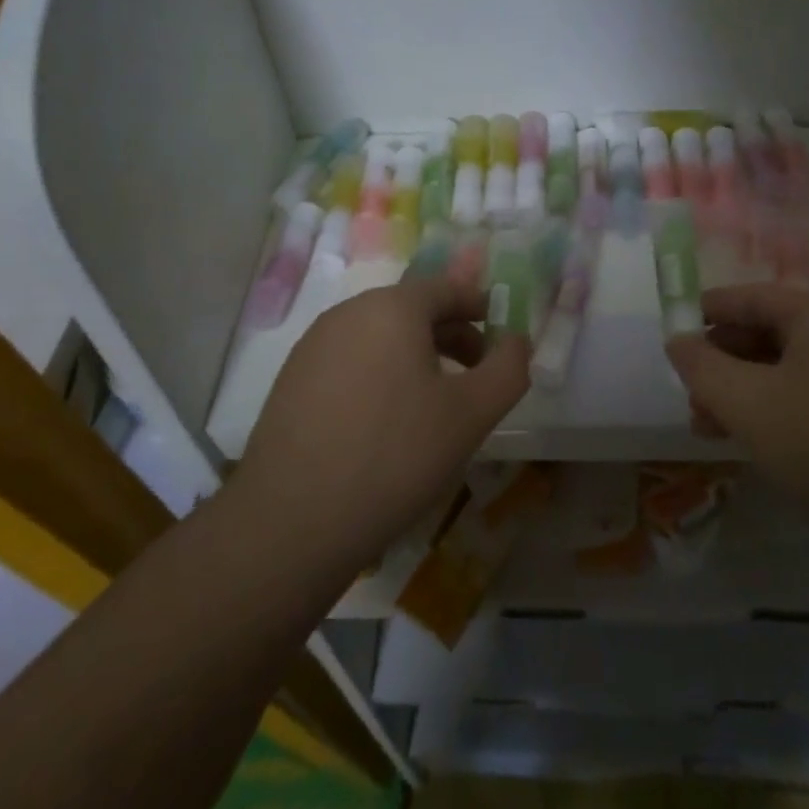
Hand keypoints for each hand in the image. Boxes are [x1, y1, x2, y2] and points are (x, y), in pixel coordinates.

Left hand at [233, 277, 530, 579]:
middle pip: (410, 309)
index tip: (498, 335)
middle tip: (475, 373)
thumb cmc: (396, 455)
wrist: (294, 520)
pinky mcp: (291, 380)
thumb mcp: (472, 414)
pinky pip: (350, 360)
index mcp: (392, 307)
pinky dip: (379, 374)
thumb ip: (509, 368)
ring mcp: (313, 346)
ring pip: (378, 336)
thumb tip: (517, 340)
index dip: (478, 306)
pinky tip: (385, 421)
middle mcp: (348, 313)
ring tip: (434, 401)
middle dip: (450, 334)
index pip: (445, 288)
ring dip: (415, 355)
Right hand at [664, 284, 808, 537]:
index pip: (752, 297)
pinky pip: (800, 400)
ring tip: (702, 423)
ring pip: (780, 372)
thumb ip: (701, 366)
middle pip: (765, 334)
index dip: (709, 310)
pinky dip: (765, 411)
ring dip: (737, 391)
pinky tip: (738, 439)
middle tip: (688, 389)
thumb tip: (677, 341)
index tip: (674, 329)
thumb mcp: (745, 400)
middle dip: (720, 361)